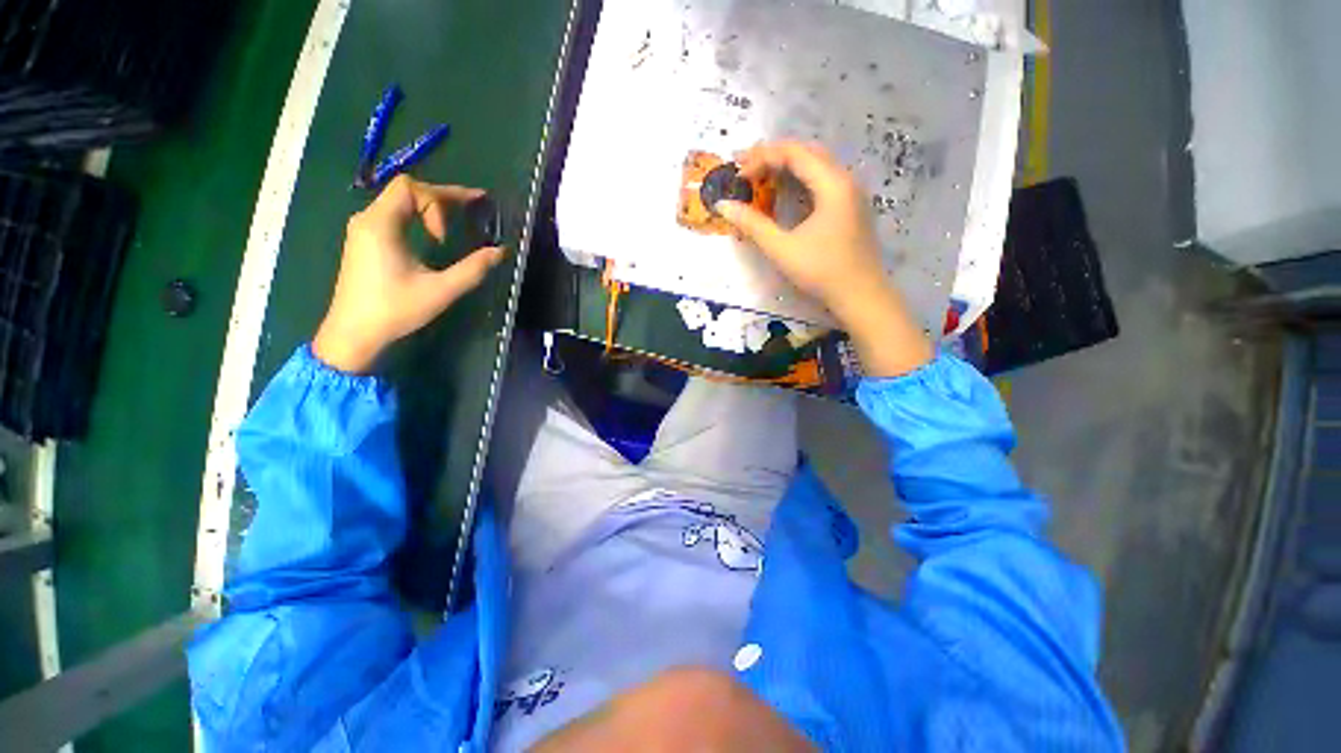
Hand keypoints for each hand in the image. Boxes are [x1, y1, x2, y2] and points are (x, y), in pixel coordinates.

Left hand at [313, 175, 505, 372]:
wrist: (353, 333)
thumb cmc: (395, 310)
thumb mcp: (441, 290)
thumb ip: (473, 269)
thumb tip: (501, 251)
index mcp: (381, 225)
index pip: (411, 188)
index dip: (440, 199)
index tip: (451, 233)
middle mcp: (368, 219)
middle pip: (406, 190)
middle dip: (441, 197)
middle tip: (472, 208)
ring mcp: (363, 229)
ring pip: (399, 201)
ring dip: (430, 206)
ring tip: (457, 219)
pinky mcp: (365, 241)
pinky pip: (393, 214)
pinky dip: (418, 216)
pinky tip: (434, 234)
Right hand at [716, 141, 931, 376]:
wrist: (861, 296)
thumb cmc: (821, 272)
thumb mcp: (782, 249)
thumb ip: (752, 225)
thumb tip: (723, 206)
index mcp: (832, 183)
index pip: (794, 153)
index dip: (761, 158)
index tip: (737, 174)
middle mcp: (845, 180)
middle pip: (807, 152)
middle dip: (773, 156)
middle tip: (745, 167)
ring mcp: (851, 194)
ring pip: (817, 166)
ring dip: (787, 167)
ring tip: (760, 176)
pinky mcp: (851, 208)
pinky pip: (823, 181)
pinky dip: (800, 181)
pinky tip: (786, 193)